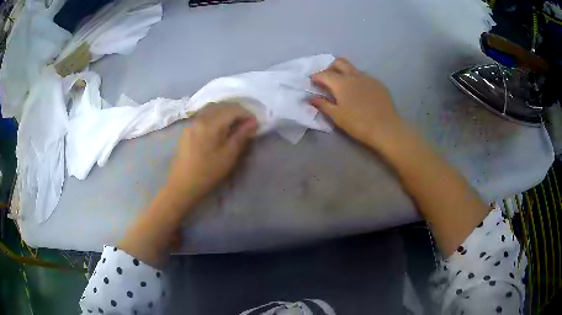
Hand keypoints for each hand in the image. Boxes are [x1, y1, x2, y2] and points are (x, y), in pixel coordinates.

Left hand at [166, 102, 257, 205]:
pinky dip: (217, 115)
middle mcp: (200, 117)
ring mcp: (192, 121)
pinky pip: (205, 114)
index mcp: (210, 123)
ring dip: (227, 112)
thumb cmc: (208, 172)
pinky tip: (221, 127)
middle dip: (238, 111)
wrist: (183, 184)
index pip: (233, 109)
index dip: (247, 114)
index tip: (256, 124)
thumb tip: (253, 121)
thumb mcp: (229, 155)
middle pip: (223, 105)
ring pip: (213, 108)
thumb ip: (241, 135)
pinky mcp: (188, 127)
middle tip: (247, 124)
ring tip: (236, 124)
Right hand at [309, 58, 402, 148]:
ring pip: (353, 69)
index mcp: (341, 82)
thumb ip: (323, 105)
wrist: (386, 128)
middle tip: (328, 79)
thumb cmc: (358, 123)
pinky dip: (357, 80)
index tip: (312, 82)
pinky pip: (365, 76)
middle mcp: (354, 75)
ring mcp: (368, 78)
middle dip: (330, 67)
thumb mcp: (337, 116)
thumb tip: (311, 98)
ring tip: (344, 87)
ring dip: (345, 73)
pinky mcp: (379, 84)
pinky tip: (360, 93)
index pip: (324, 74)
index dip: (316, 77)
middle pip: (339, 62)